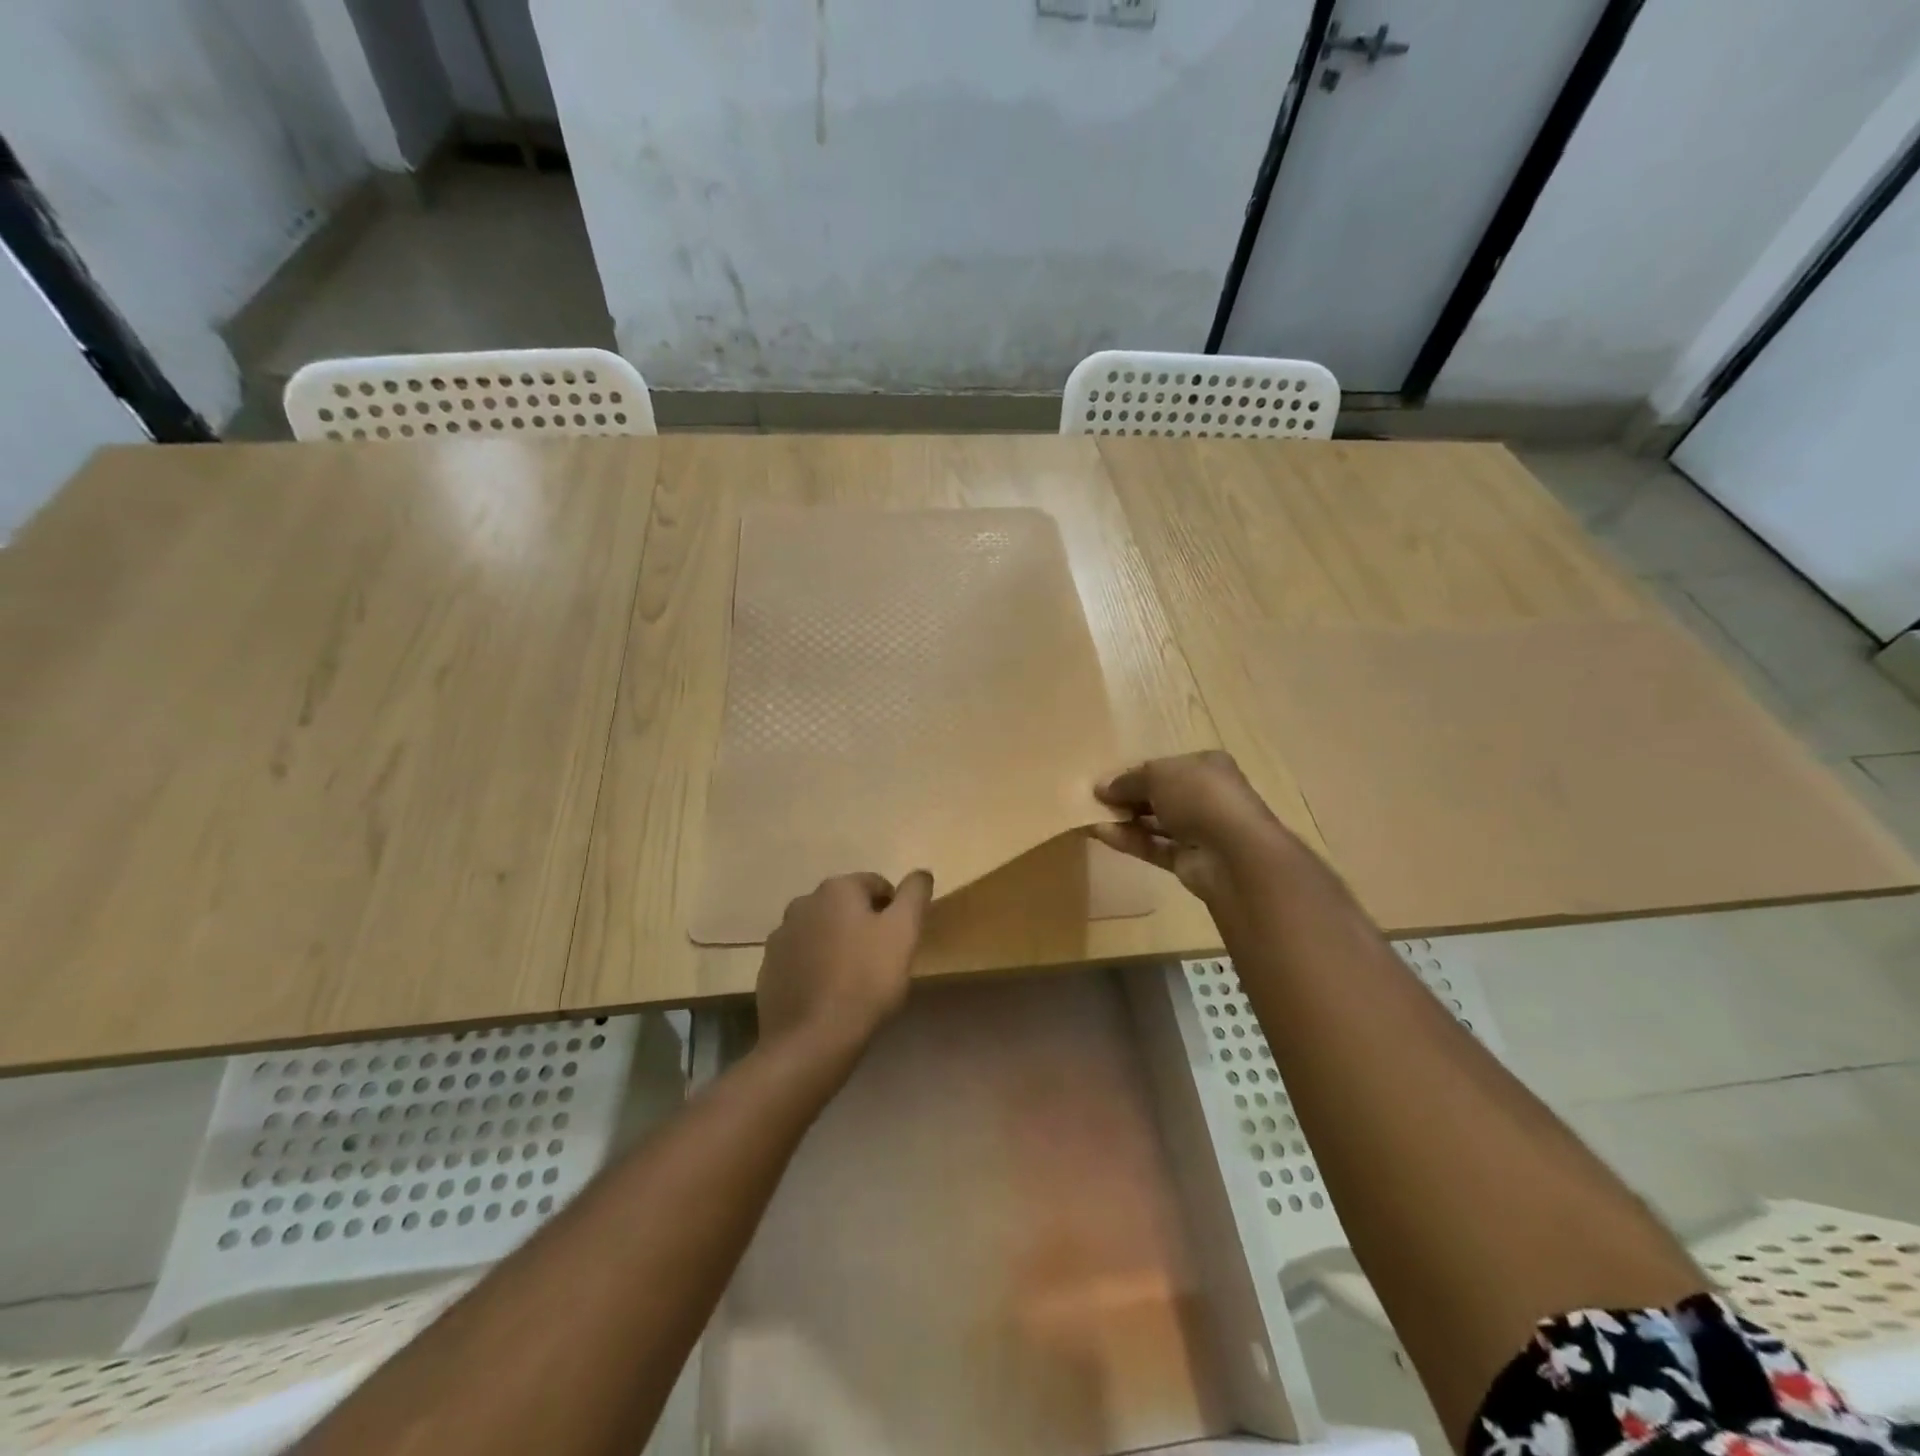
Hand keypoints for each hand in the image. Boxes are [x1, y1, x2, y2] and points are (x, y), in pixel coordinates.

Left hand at [756, 871, 934, 1056]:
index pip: (877, 885)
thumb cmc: (866, 980)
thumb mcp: (904, 932)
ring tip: (853, 980)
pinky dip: (816, 967)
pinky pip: (802, 958)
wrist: (810, 1039)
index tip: (900, 942)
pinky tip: (827, 994)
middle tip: (880, 961)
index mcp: (837, 889)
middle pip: (846, 906)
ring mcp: (781, 936)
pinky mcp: (769, 968)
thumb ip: (914, 895)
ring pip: (822, 931)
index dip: (895, 911)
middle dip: (864, 926)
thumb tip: (921, 873)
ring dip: (838, 944)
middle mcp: (803, 902)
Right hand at [1091, 751, 1292, 902]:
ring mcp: (1199, 829)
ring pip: (1155, 822)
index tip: (1104, 780)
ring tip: (1089, 816)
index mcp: (1206, 766)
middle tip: (1093, 799)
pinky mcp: (1188, 860)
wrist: (1235, 854)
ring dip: (1124, 819)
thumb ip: (1127, 780)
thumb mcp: (1158, 775)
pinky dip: (1129, 840)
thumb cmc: (1200, 797)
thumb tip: (1101, 787)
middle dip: (1127, 796)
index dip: (1133, 772)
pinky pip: (1153, 846)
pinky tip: (1101, 834)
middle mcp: (1205, 795)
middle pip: (1159, 794)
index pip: (1164, 767)